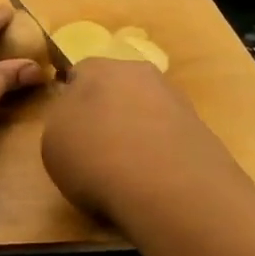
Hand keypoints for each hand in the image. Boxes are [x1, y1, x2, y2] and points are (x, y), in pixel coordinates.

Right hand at [41, 58, 245, 233]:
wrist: (168, 187)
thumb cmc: (95, 157)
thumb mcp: (52, 143)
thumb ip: (62, 122)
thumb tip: (76, 120)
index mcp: (96, 68)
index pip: (78, 73)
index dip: (71, 100)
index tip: (68, 129)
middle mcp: (138, 73)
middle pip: (117, 88)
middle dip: (108, 111)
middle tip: (96, 147)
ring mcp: (175, 100)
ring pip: (146, 111)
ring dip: (136, 132)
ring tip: (126, 170)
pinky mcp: (202, 130)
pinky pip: (169, 137)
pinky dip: (160, 153)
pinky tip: (153, 180)